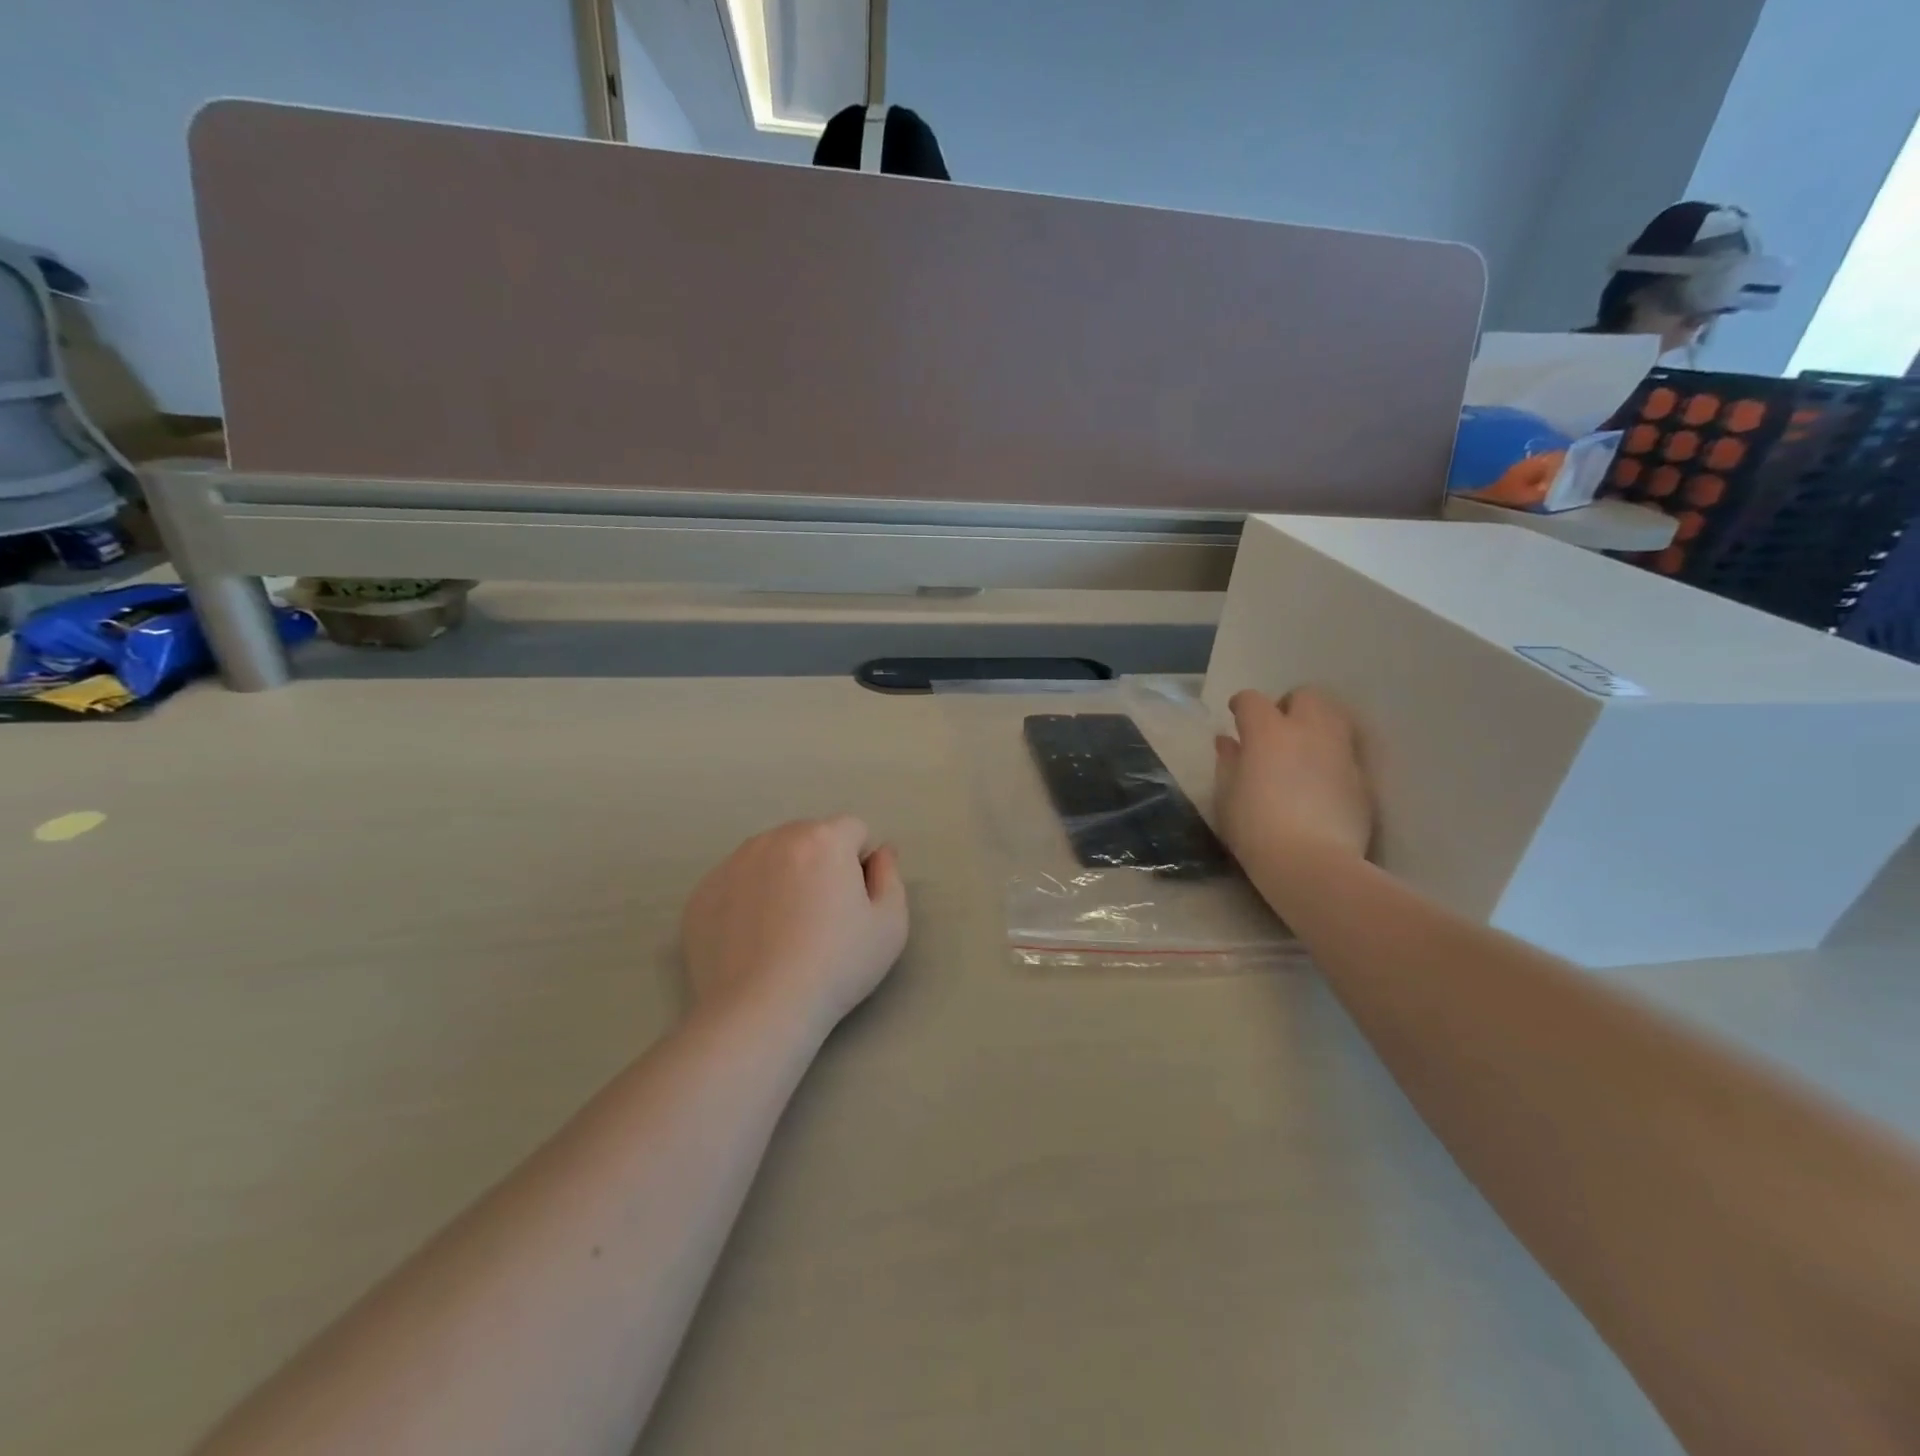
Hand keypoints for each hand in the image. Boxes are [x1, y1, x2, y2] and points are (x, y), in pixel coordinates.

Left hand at [681, 817, 908, 1033]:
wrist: (760, 1011)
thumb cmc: (836, 966)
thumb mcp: (890, 925)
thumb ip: (891, 876)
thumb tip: (880, 853)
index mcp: (823, 838)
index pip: (854, 830)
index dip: (861, 864)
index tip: (855, 903)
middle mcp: (775, 838)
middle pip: (810, 837)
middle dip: (821, 864)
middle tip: (821, 917)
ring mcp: (732, 863)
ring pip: (771, 857)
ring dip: (783, 877)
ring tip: (784, 929)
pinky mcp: (702, 893)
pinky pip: (737, 882)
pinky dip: (748, 899)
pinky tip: (753, 940)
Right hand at [1214, 688, 1372, 865]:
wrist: (1312, 863)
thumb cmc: (1255, 829)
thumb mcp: (1227, 797)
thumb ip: (1228, 762)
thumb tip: (1228, 742)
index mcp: (1267, 732)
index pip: (1252, 700)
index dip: (1242, 705)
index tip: (1236, 716)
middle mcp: (1308, 730)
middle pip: (1305, 696)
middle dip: (1289, 706)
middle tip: (1276, 730)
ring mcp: (1340, 752)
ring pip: (1334, 717)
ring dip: (1317, 724)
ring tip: (1303, 749)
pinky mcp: (1361, 777)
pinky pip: (1346, 752)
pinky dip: (1332, 756)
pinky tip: (1321, 780)